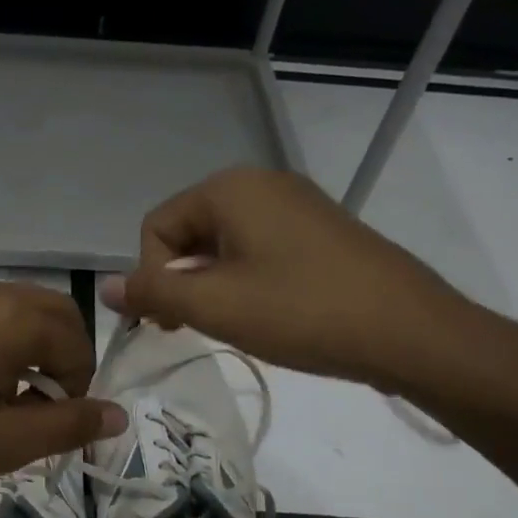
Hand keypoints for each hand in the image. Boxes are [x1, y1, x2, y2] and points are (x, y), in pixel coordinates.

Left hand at [0, 277, 125, 517]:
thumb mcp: (1, 446)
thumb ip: (67, 426)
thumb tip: (117, 414)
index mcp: (11, 319)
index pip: (76, 341)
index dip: (79, 385)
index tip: (56, 422)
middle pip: (51, 312)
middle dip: (61, 356)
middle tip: (40, 406)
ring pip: (14, 308)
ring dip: (27, 345)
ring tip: (2, 397)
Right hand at [100, 167, 496, 393]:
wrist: (411, 333)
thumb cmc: (303, 312)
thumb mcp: (216, 306)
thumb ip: (153, 293)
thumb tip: (106, 288)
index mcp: (231, 188)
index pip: (157, 226)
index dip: (152, 276)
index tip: (170, 322)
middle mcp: (261, 184)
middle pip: (189, 232)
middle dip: (181, 281)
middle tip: (196, 328)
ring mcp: (296, 205)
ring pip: (224, 245)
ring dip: (212, 286)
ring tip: (234, 324)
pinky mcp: (320, 232)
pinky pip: (259, 250)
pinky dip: (246, 282)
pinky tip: (267, 315)